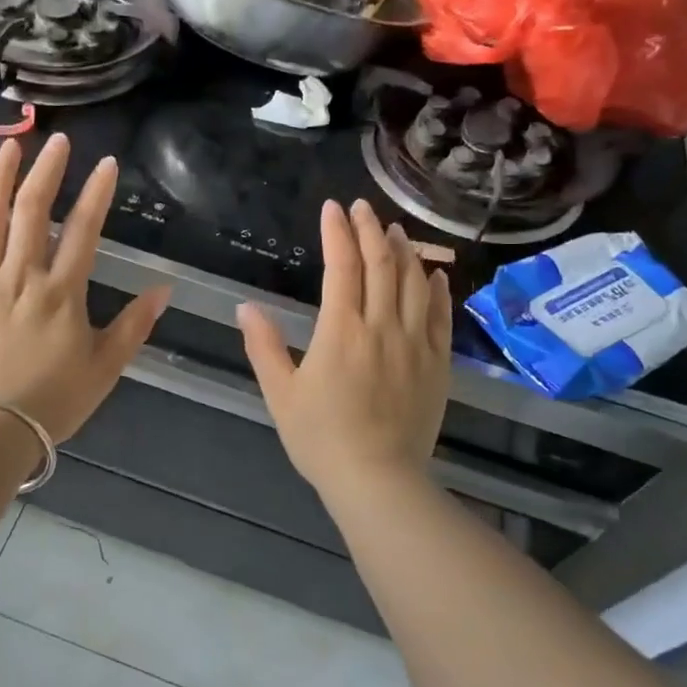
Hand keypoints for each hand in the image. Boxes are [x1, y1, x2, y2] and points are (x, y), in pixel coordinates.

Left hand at [0, 134, 170, 442]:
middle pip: (35, 211)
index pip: (84, 230)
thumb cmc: (51, 402)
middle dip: (48, 171)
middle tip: (58, 141)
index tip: (106, 163)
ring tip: (10, 146)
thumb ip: (134, 326)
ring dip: (0, 178)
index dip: (97, 194)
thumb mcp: (105, 368)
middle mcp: (21, 275)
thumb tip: (163, 289)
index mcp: (62, 292)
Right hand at [237, 199, 451, 494]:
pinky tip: (432, 273)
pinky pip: (441, 315)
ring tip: (394, 231)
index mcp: (341, 331)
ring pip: (413, 283)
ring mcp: (416, 343)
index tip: (333, 208)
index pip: (342, 267)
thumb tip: (245, 308)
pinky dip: (436, 288)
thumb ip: (264, 347)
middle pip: (381, 265)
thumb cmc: (321, 439)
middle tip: (363, 207)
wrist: (378, 479)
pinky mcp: (438, 363)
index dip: (337, 233)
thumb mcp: (281, 394)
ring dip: (404, 251)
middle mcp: (382, 327)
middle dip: (370, 229)